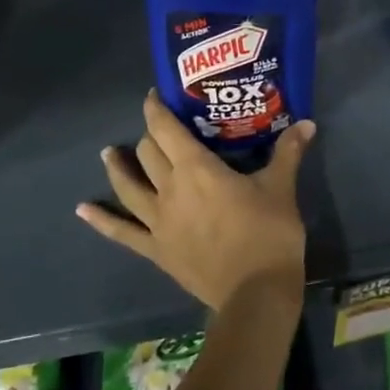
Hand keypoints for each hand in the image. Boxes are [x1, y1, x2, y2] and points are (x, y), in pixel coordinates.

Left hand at [76, 89, 313, 311]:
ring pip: (129, 186)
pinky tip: (83, 209)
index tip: (154, 95)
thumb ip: (288, 152)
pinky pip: (123, 232)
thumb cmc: (269, 233)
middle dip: (150, 136)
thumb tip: (307, 122)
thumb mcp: (281, 188)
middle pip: (149, 153)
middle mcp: (170, 189)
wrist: (256, 293)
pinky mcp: (157, 249)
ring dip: (118, 167)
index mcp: (198, 168)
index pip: (167, 129)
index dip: (157, 109)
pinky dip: (101, 220)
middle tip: (158, 129)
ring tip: (109, 154)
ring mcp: (159, 221)